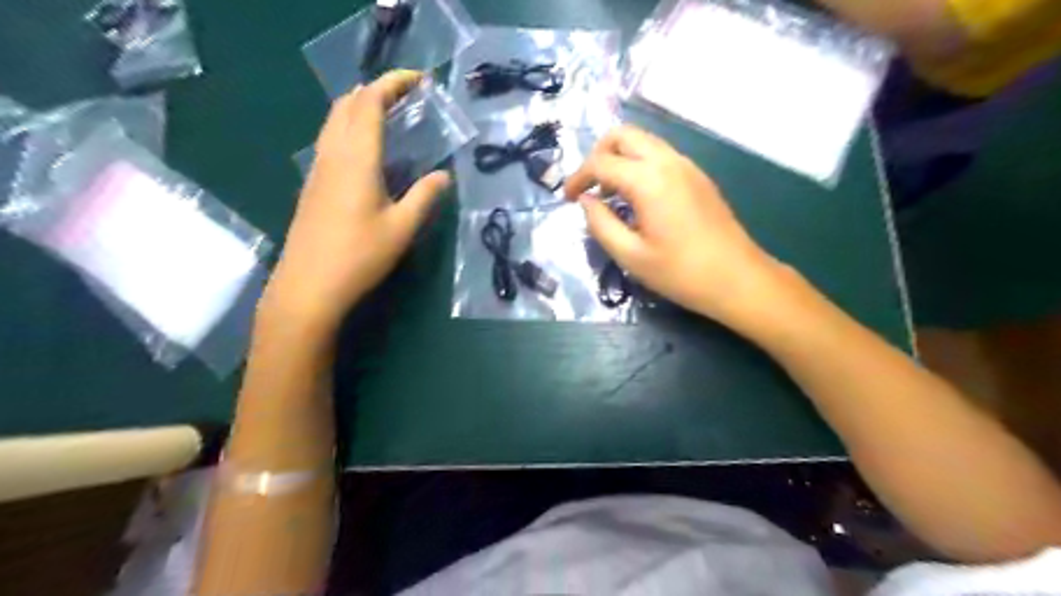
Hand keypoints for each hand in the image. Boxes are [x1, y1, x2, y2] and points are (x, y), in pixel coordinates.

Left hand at [266, 69, 449, 334]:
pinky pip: (330, 139)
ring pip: (334, 120)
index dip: (394, 83)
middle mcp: (332, 154)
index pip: (370, 102)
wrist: (308, 286)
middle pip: (347, 104)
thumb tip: (444, 175)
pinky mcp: (312, 184)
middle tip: (406, 96)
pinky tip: (366, 149)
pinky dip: (350, 127)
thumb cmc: (359, 256)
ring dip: (360, 107)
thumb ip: (425, 196)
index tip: (420, 79)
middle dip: (376, 89)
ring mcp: (317, 169)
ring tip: (389, 115)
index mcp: (356, 158)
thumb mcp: (402, 228)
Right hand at [563, 126, 786, 324]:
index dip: (577, 177)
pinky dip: (639, 164)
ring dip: (619, 158)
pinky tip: (636, 197)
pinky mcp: (698, 176)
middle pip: (623, 135)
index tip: (566, 199)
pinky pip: (660, 155)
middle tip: (589, 187)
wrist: (738, 279)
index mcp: (649, 180)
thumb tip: (586, 201)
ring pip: (643, 141)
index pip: (601, 162)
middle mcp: (668, 161)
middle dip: (598, 155)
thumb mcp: (631, 256)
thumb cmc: (681, 273)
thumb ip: (600, 224)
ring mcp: (687, 165)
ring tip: (609, 193)